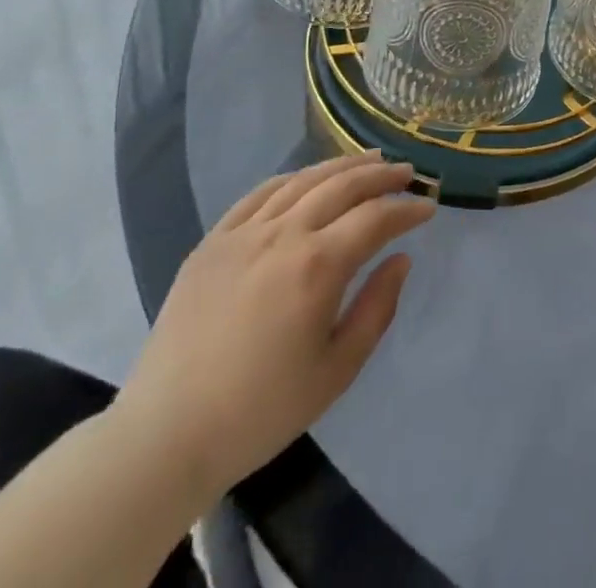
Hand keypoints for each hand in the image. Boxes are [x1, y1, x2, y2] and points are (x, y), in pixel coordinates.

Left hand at [109, 153, 433, 507]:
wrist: (166, 435)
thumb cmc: (261, 411)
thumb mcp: (337, 371)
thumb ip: (377, 308)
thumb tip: (401, 259)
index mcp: (318, 266)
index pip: (376, 218)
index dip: (407, 210)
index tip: (429, 208)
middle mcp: (284, 235)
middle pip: (343, 186)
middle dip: (382, 176)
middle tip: (408, 173)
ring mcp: (244, 233)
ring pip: (304, 180)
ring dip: (342, 166)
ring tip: (369, 161)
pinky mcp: (213, 241)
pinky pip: (260, 193)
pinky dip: (294, 178)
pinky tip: (308, 179)